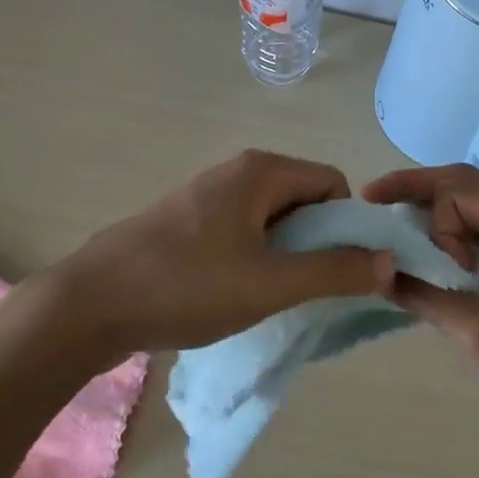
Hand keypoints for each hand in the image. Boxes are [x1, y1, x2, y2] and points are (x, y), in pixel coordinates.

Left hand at [26, 151, 395, 368]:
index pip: (332, 184)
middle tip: (305, 288)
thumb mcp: (270, 284)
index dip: (346, 226)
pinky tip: (234, 292)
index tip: (338, 270)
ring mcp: (205, 195)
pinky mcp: (184, 222)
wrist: (88, 306)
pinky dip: (253, 258)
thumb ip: (335, 272)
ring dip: (284, 254)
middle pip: (302, 199)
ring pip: (271, 219)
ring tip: (270, 295)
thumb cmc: (186, 286)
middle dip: (315, 242)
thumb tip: (390, 261)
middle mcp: (235, 172)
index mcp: (260, 171)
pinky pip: (240, 231)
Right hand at [361, 164, 478, 434]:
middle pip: (467, 184)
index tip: (446, 272)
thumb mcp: (478, 333)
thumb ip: (426, 297)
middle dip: (419, 189)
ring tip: (400, 224)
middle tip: (374, 196)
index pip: (458, 192)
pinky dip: (460, 234)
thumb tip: (381, 275)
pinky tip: (438, 253)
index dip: (435, 222)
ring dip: (439, 212)